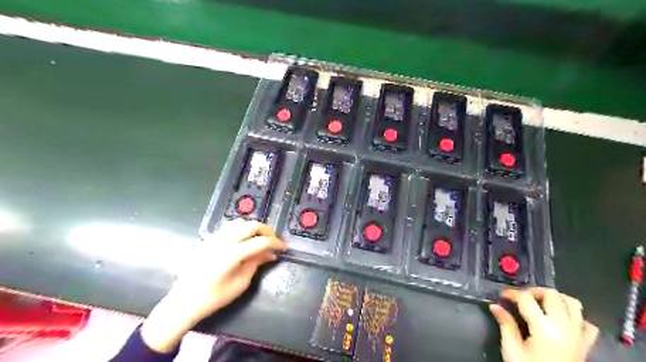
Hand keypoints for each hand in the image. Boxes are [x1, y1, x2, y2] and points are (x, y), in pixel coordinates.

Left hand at [142, 220, 285, 350]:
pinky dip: (241, 229)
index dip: (276, 243)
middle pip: (252, 225)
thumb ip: (256, 264)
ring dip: (253, 227)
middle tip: (273, 241)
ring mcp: (215, 237)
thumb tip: (271, 254)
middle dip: (267, 231)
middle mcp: (225, 240)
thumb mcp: (240, 283)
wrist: (184, 301)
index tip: (284, 248)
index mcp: (234, 253)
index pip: (261, 241)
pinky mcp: (208, 239)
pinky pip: (229, 227)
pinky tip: (244, 240)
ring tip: (260, 238)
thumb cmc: (214, 297)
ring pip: (240, 222)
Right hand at [490, 289, 600, 361]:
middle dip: (533, 292)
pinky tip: (561, 320)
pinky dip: (575, 316)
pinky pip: (586, 323)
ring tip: (540, 303)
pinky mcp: (586, 344)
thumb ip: (505, 325)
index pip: (526, 299)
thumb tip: (495, 306)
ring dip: (555, 298)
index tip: (502, 296)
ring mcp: (578, 335)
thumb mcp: (512, 350)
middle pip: (552, 295)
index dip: (511, 293)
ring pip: (573, 303)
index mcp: (544, 329)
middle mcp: (565, 328)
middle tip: (520, 298)